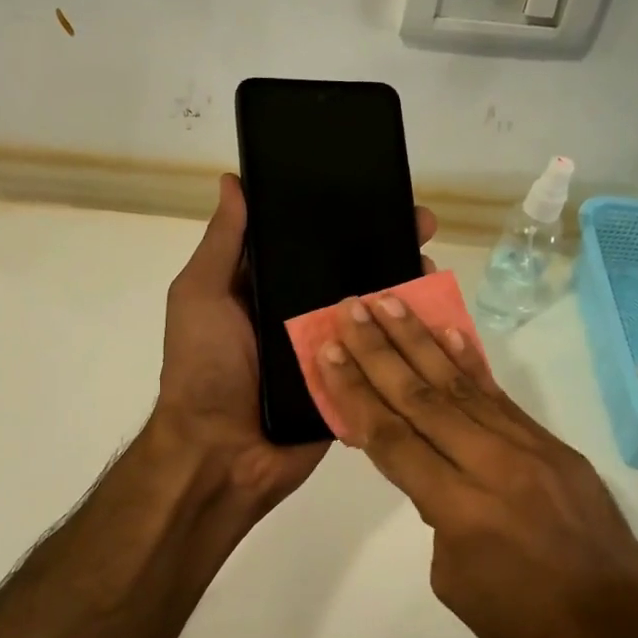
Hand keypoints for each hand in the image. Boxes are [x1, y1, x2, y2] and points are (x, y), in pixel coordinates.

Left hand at [153, 174, 435, 510]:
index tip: (376, 193)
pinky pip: (381, 360)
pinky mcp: (349, 387)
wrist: (220, 455)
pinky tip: (436, 318)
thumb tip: (233, 182)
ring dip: (405, 291)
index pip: (312, 245)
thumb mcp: (200, 296)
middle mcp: (301, 316)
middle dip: (387, 249)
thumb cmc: (204, 369)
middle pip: (352, 275)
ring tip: (433, 268)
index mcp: (269, 291)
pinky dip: (407, 342)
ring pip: (374, 315)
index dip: (344, 218)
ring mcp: (330, 353)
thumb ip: (223, 244)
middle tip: (423, 228)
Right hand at [313, 293, 637, 637]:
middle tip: (352, 308)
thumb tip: (437, 475)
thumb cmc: (525, 626)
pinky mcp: (554, 446)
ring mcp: (529, 449)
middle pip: (423, 397)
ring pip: (462, 385)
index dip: (356, 392)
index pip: (392, 438)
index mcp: (460, 510)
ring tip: (392, 302)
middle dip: (381, 350)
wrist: (622, 635)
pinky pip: (502, 398)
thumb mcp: (455, 580)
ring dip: (422, 341)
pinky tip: (450, 333)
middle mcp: (492, 466)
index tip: (329, 350)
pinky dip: (471, 364)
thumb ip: (437, 515)